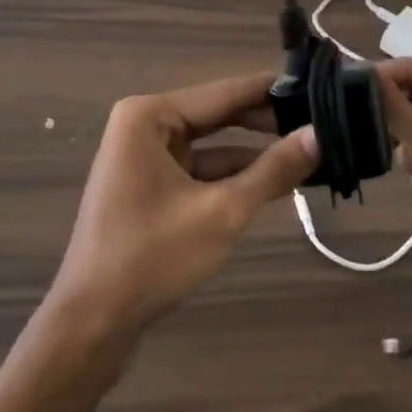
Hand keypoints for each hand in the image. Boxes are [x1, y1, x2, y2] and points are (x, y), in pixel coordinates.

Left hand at [49, 75, 317, 338]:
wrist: (91, 325)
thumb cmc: (152, 257)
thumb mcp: (222, 211)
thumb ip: (273, 171)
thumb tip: (320, 135)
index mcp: (150, 116)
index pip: (225, 92)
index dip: (272, 91)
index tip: (318, 86)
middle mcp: (143, 125)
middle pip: (218, 115)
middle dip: (265, 123)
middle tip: (321, 122)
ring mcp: (143, 157)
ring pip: (211, 145)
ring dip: (252, 153)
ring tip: (307, 151)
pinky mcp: (148, 187)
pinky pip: (198, 170)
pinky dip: (231, 177)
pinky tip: (272, 183)